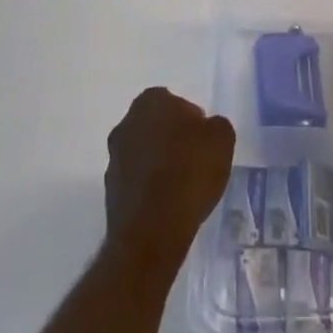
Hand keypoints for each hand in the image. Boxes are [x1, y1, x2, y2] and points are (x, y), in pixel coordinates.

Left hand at [102, 87, 235, 275]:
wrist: (152, 231)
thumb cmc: (189, 172)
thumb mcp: (222, 138)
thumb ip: (215, 125)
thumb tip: (206, 129)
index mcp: (150, 101)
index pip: (174, 101)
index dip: (191, 120)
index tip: (203, 141)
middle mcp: (126, 123)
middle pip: (155, 126)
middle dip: (171, 139)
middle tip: (194, 161)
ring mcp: (114, 158)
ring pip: (143, 154)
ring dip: (158, 164)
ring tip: (181, 188)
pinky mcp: (109, 192)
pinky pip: (136, 182)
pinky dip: (148, 189)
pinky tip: (166, 206)